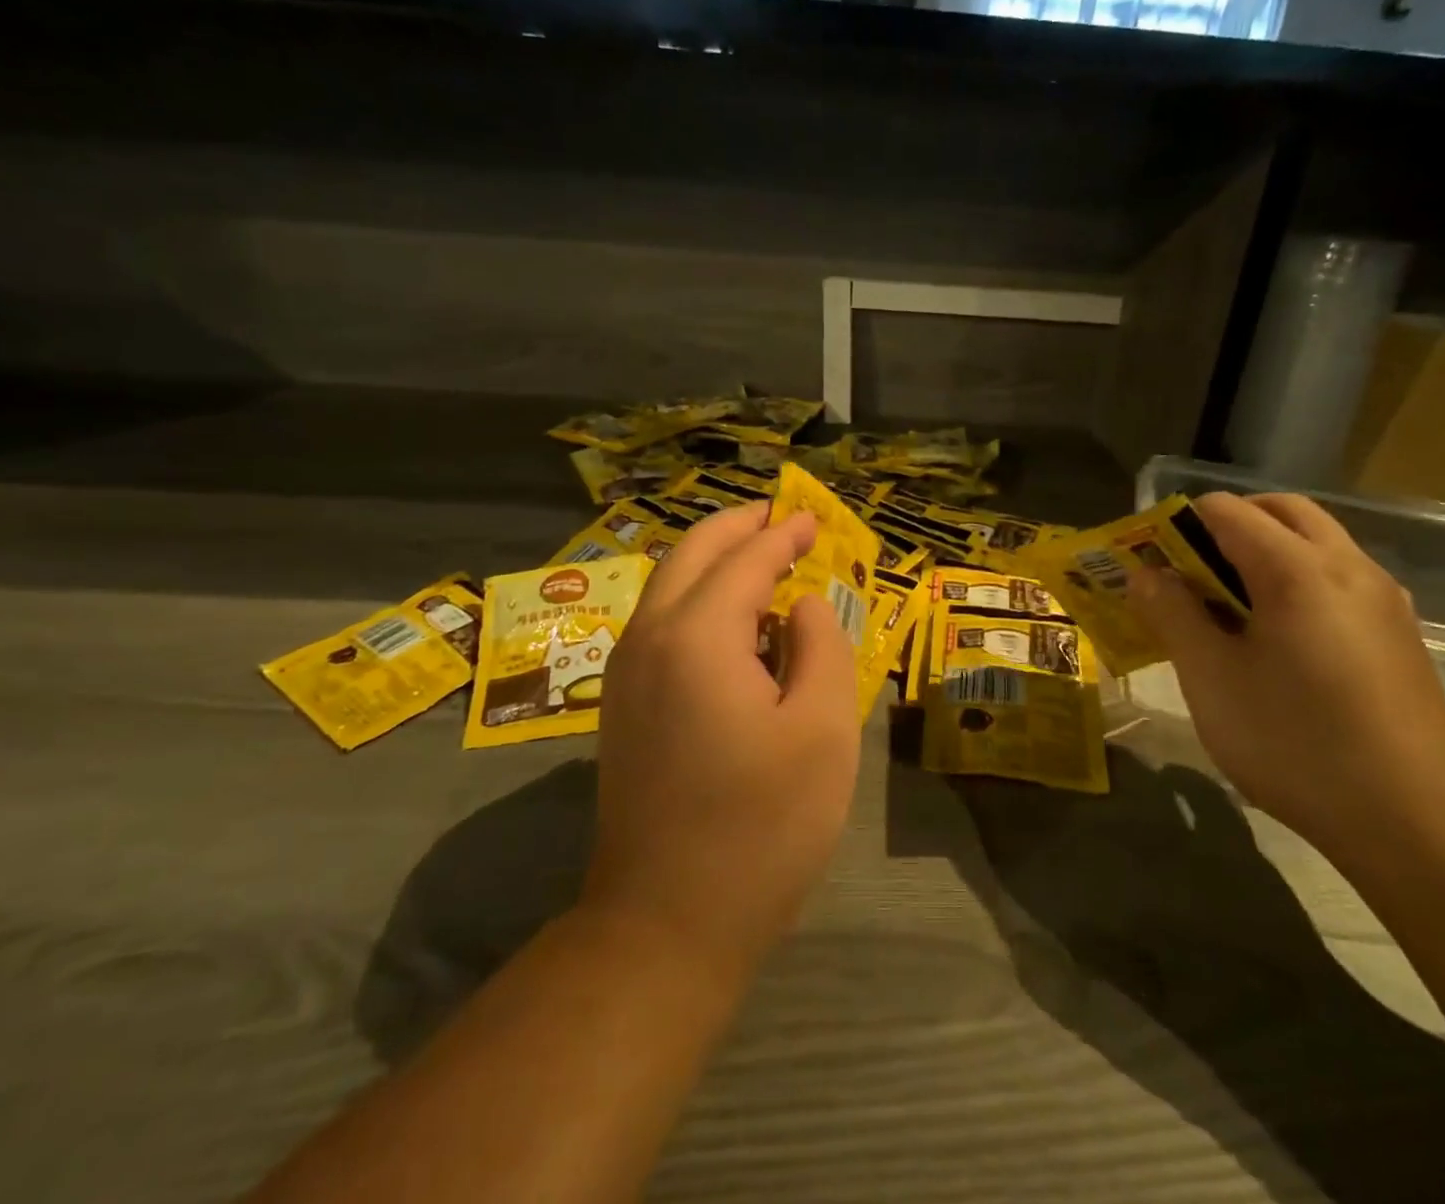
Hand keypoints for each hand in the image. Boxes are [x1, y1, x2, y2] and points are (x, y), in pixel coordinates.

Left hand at [583, 503, 861, 980]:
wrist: (664, 925)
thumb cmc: (761, 827)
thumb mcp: (822, 730)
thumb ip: (821, 646)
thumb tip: (801, 606)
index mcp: (696, 636)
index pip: (745, 560)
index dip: (784, 534)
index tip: (814, 518)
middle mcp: (648, 639)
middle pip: (692, 555)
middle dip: (739, 528)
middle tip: (783, 519)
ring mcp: (625, 674)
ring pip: (669, 587)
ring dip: (716, 563)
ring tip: (767, 563)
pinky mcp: (621, 706)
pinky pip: (662, 624)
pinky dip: (700, 601)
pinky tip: (737, 626)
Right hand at [1129, 492, 1444, 853]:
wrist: (1419, 824)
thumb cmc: (1296, 742)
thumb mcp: (1211, 678)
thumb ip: (1172, 614)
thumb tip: (1146, 574)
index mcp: (1297, 568)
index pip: (1228, 510)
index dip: (1180, 522)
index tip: (1152, 558)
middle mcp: (1348, 566)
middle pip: (1282, 511)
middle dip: (1229, 523)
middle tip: (1190, 568)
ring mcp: (1384, 599)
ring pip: (1318, 542)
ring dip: (1267, 549)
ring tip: (1227, 603)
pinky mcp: (1399, 634)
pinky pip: (1340, 578)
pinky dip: (1298, 578)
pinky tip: (1278, 637)